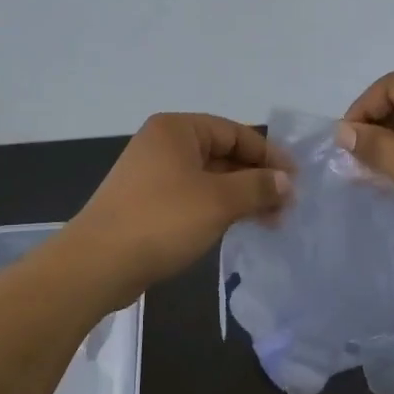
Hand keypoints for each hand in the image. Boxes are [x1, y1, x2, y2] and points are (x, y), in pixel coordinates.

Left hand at [68, 114, 291, 297]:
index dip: (269, 154)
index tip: (296, 179)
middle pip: (222, 154)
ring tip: (272, 220)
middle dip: (257, 178)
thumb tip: (286, 182)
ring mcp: (152, 175)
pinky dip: (219, 208)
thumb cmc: (162, 220)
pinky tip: (240, 226)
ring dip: (241, 196)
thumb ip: (258, 186)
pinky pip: (193, 198)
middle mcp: (163, 145)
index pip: (234, 132)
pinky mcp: (148, 204)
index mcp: (177, 129)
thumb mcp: (219, 201)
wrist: (97, 264)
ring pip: (209, 179)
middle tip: (287, 205)